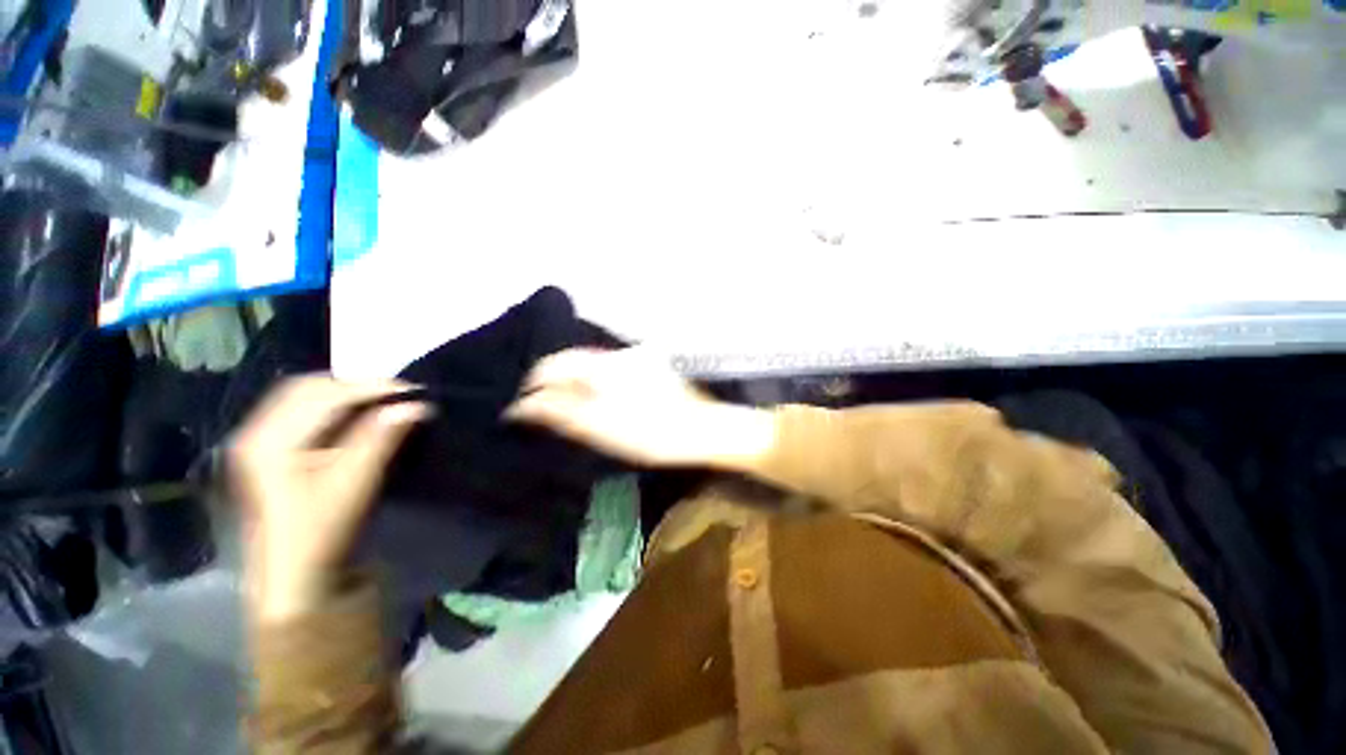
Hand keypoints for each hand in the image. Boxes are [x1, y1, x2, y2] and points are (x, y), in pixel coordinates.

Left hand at [229, 376, 430, 623]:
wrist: (296, 576)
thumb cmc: (320, 531)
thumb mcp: (353, 482)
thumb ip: (381, 438)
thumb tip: (416, 405)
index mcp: (268, 439)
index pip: (324, 394)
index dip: (370, 388)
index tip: (413, 390)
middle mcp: (256, 432)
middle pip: (308, 388)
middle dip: (356, 386)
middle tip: (397, 395)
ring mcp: (260, 441)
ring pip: (305, 397)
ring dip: (346, 395)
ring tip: (384, 403)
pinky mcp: (271, 452)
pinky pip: (304, 412)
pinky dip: (336, 408)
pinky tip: (359, 417)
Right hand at [505, 348, 775, 469]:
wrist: (703, 431)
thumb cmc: (653, 435)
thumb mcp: (603, 428)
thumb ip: (560, 412)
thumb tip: (522, 406)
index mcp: (604, 366)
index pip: (553, 364)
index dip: (533, 386)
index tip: (522, 410)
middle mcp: (618, 353)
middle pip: (571, 361)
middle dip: (555, 385)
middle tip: (545, 413)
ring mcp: (636, 357)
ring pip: (591, 364)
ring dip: (575, 384)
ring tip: (569, 410)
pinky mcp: (649, 365)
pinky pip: (610, 369)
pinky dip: (596, 383)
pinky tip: (601, 402)